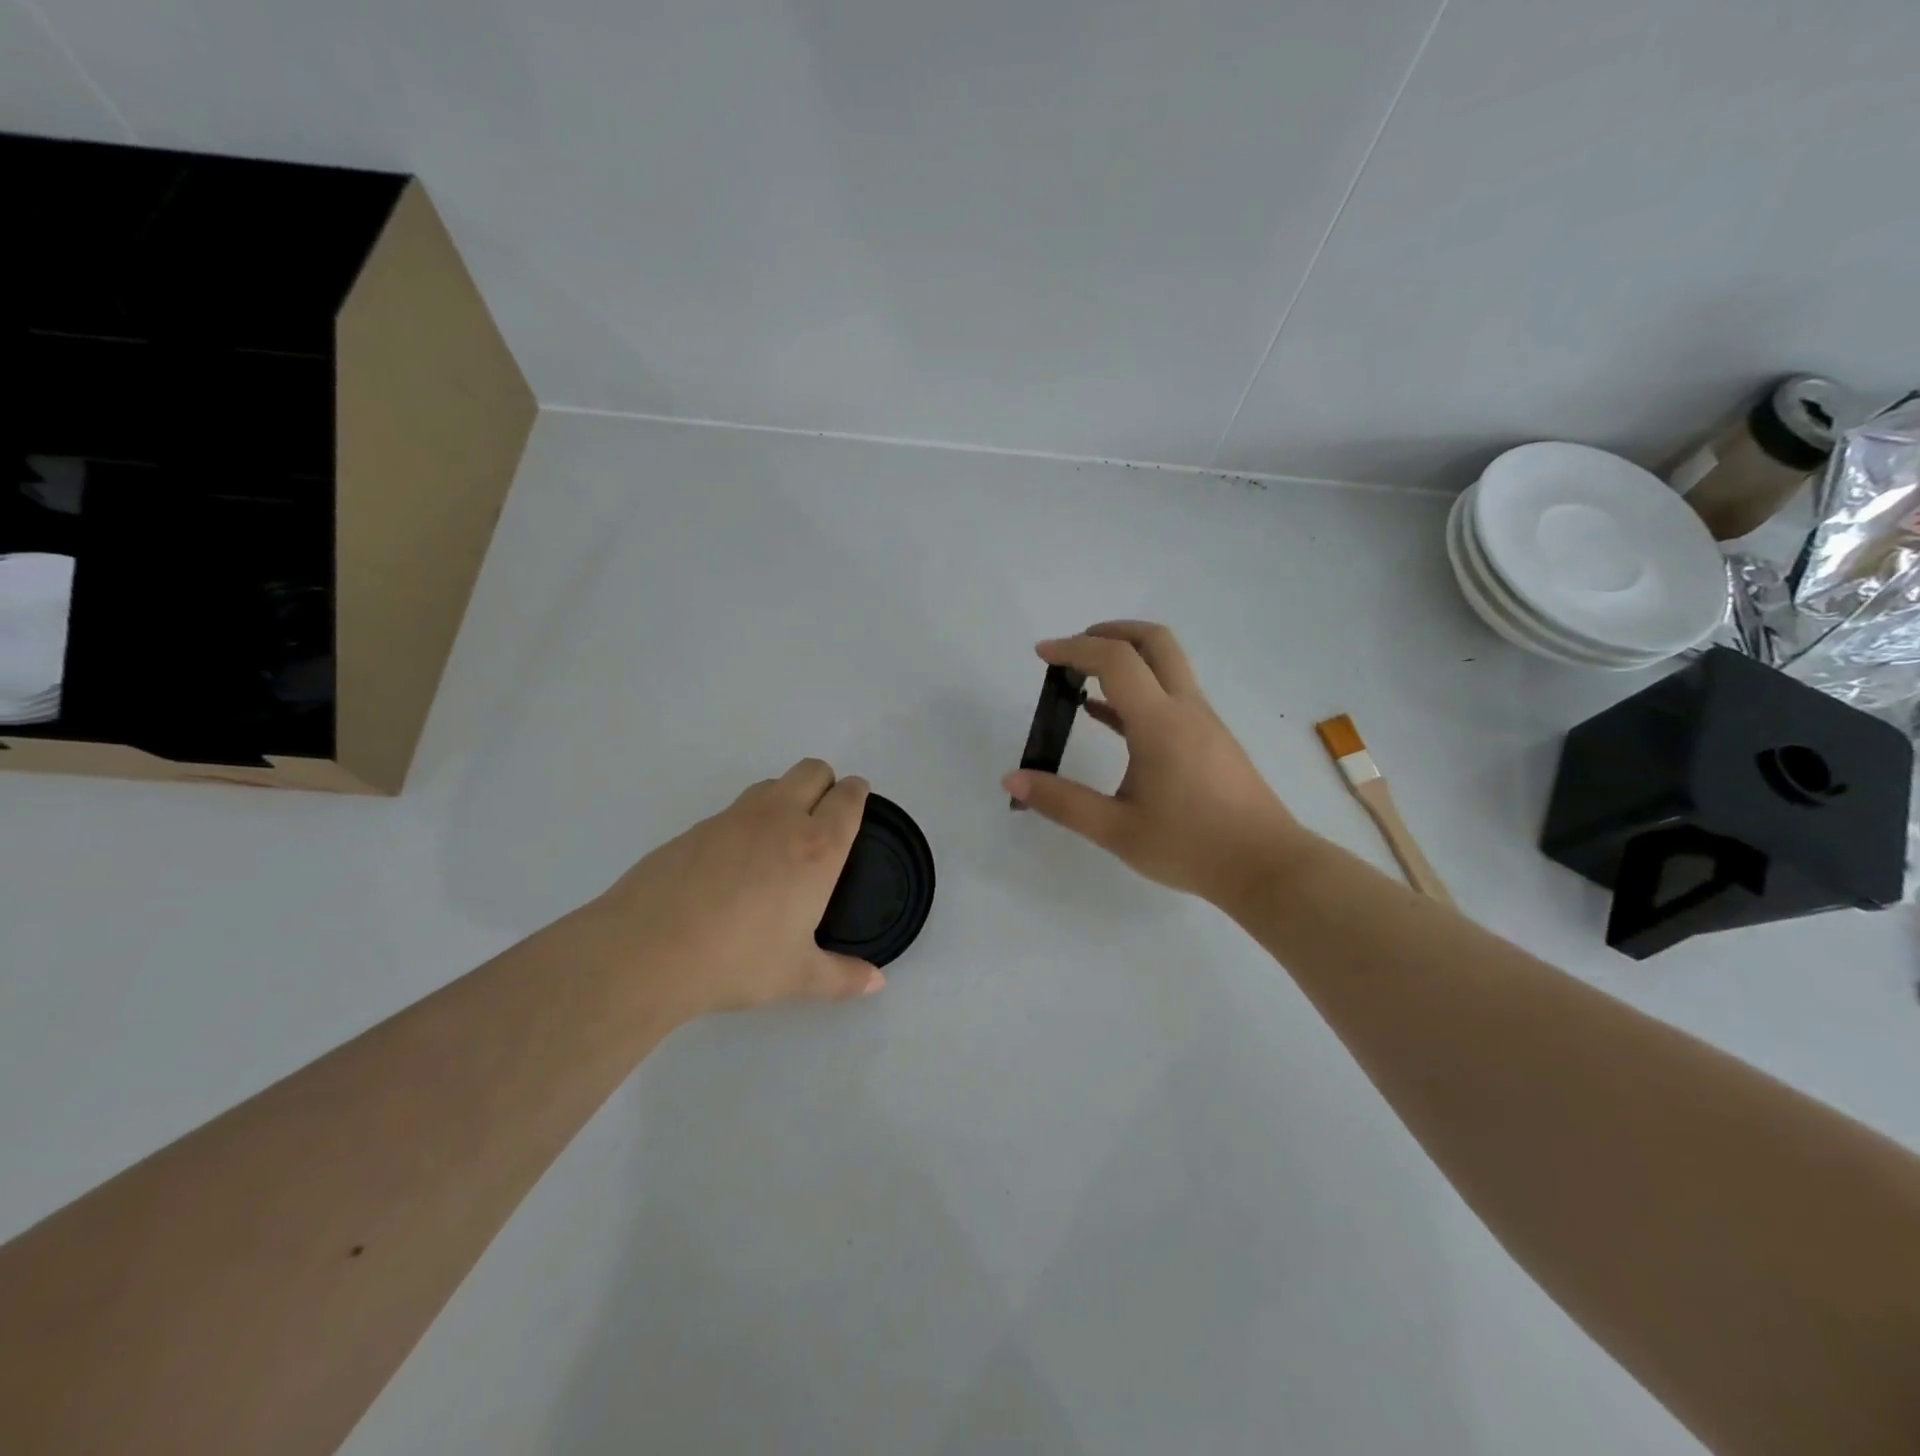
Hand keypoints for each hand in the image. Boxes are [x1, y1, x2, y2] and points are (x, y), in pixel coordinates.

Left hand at [588, 759, 885, 1019]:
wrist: (646, 950)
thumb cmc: (737, 961)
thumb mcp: (797, 976)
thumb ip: (842, 977)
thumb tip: (876, 983)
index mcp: (817, 847)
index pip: (848, 797)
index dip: (857, 793)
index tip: (858, 802)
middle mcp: (780, 819)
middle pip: (813, 770)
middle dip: (825, 782)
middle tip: (823, 817)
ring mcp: (733, 818)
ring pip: (772, 783)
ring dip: (785, 796)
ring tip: (779, 840)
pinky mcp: (695, 827)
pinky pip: (734, 810)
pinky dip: (745, 823)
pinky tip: (732, 866)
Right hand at [1002, 622, 1315, 906]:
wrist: (1266, 867)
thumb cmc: (1190, 847)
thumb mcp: (1116, 830)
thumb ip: (1062, 802)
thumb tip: (1013, 779)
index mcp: (1160, 723)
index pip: (1116, 660)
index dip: (1075, 649)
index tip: (1042, 655)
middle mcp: (1185, 709)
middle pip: (1154, 641)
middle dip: (1110, 632)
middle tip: (1073, 650)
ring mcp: (1203, 722)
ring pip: (1167, 666)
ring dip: (1126, 660)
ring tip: (1082, 681)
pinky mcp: (1211, 740)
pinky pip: (1171, 697)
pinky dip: (1138, 691)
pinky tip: (1108, 719)